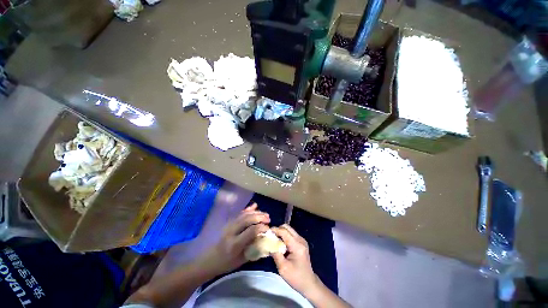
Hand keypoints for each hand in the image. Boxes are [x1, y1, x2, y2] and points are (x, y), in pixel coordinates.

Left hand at [200, 203, 269, 274]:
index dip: (261, 228)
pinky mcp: (228, 222)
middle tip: (268, 219)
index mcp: (235, 244)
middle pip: (247, 219)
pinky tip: (255, 206)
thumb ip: (254, 249)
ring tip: (265, 214)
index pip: (251, 231)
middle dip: (260, 217)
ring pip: (244, 214)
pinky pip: (240, 213)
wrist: (210, 260)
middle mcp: (232, 232)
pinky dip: (248, 209)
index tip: (268, 229)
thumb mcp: (242, 260)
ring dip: (256, 212)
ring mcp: (229, 225)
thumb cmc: (227, 263)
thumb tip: (266, 241)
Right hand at [271, 224, 321, 295]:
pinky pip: (291, 234)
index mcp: (297, 245)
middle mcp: (300, 240)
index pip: (284, 231)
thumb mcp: (283, 268)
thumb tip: (269, 243)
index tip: (267, 232)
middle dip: (278, 229)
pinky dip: (284, 236)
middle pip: (287, 227)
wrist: (308, 283)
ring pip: (289, 230)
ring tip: (274, 239)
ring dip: (281, 232)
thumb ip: (276, 254)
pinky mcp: (301, 243)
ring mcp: (302, 240)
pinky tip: (280, 243)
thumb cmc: (295, 277)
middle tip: (270, 236)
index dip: (275, 230)